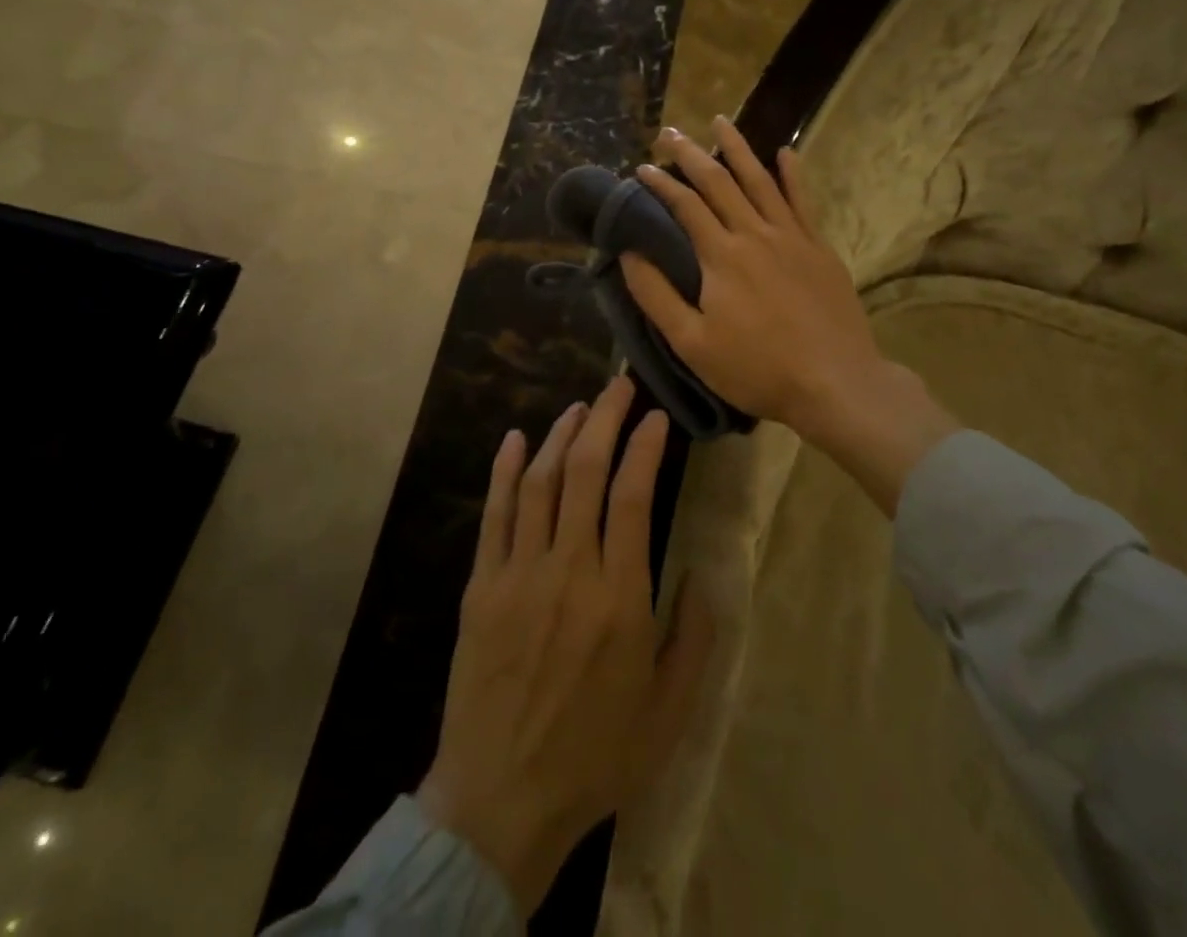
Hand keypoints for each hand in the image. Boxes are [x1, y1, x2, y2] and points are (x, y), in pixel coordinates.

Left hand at [418, 376, 714, 915]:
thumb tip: (703, 572)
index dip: (645, 447)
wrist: (501, 799)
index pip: (633, 496)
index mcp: (620, 599)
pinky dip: (505, 471)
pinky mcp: (482, 585)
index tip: (656, 417)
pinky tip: (515, 439)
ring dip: (559, 435)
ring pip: (540, 483)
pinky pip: (494, 514)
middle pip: (584, 472)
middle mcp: (569, 571)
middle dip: (604, 420)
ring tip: (579, 407)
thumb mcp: (668, 711)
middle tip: (618, 387)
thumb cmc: (594, 756)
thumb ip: (694, 637)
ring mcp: (519, 573)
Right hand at [621, 118, 958, 513]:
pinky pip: (803, 201)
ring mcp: (792, 237)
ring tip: (720, 121)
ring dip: (738, 149)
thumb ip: (657, 296)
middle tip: (670, 132)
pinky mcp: (819, 248)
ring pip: (760, 180)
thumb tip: (629, 254)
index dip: (661, 184)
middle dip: (691, 154)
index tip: (642, 168)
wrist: (835, 383)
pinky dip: (793, 174)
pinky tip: (786, 152)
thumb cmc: (756, 369)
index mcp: (721, 256)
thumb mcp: (692, 343)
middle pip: (719, 182)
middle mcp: (755, 234)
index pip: (685, 206)